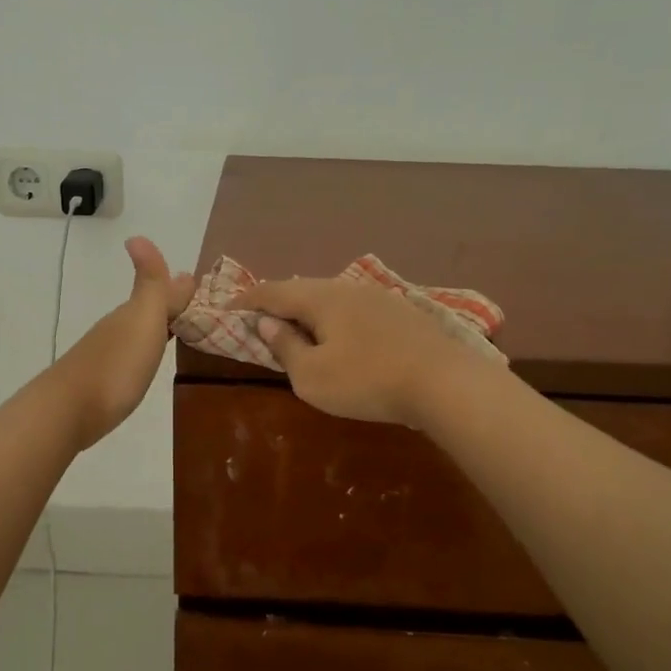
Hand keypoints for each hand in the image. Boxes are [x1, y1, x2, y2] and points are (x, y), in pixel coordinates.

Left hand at [52, 237, 195, 448]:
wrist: (67, 413)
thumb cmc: (115, 367)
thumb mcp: (141, 320)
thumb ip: (149, 284)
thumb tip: (139, 237)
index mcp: (131, 314)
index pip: (160, 293)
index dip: (178, 291)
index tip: (202, 291)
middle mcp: (117, 330)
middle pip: (148, 312)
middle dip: (171, 309)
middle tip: (199, 313)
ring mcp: (107, 357)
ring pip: (139, 335)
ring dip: (158, 331)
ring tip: (181, 336)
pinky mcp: (102, 384)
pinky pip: (132, 358)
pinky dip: (145, 354)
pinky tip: (148, 364)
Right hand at [231, 277, 480, 427]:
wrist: (445, 383)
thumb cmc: (368, 381)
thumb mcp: (312, 376)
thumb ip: (285, 347)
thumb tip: (268, 324)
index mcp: (319, 298)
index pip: (271, 291)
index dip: (245, 301)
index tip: (224, 309)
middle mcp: (347, 288)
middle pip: (301, 289)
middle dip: (276, 303)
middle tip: (259, 320)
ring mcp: (378, 297)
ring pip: (330, 298)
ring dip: (307, 311)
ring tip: (296, 329)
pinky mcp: (400, 313)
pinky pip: (353, 309)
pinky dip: (334, 320)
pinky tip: (340, 336)